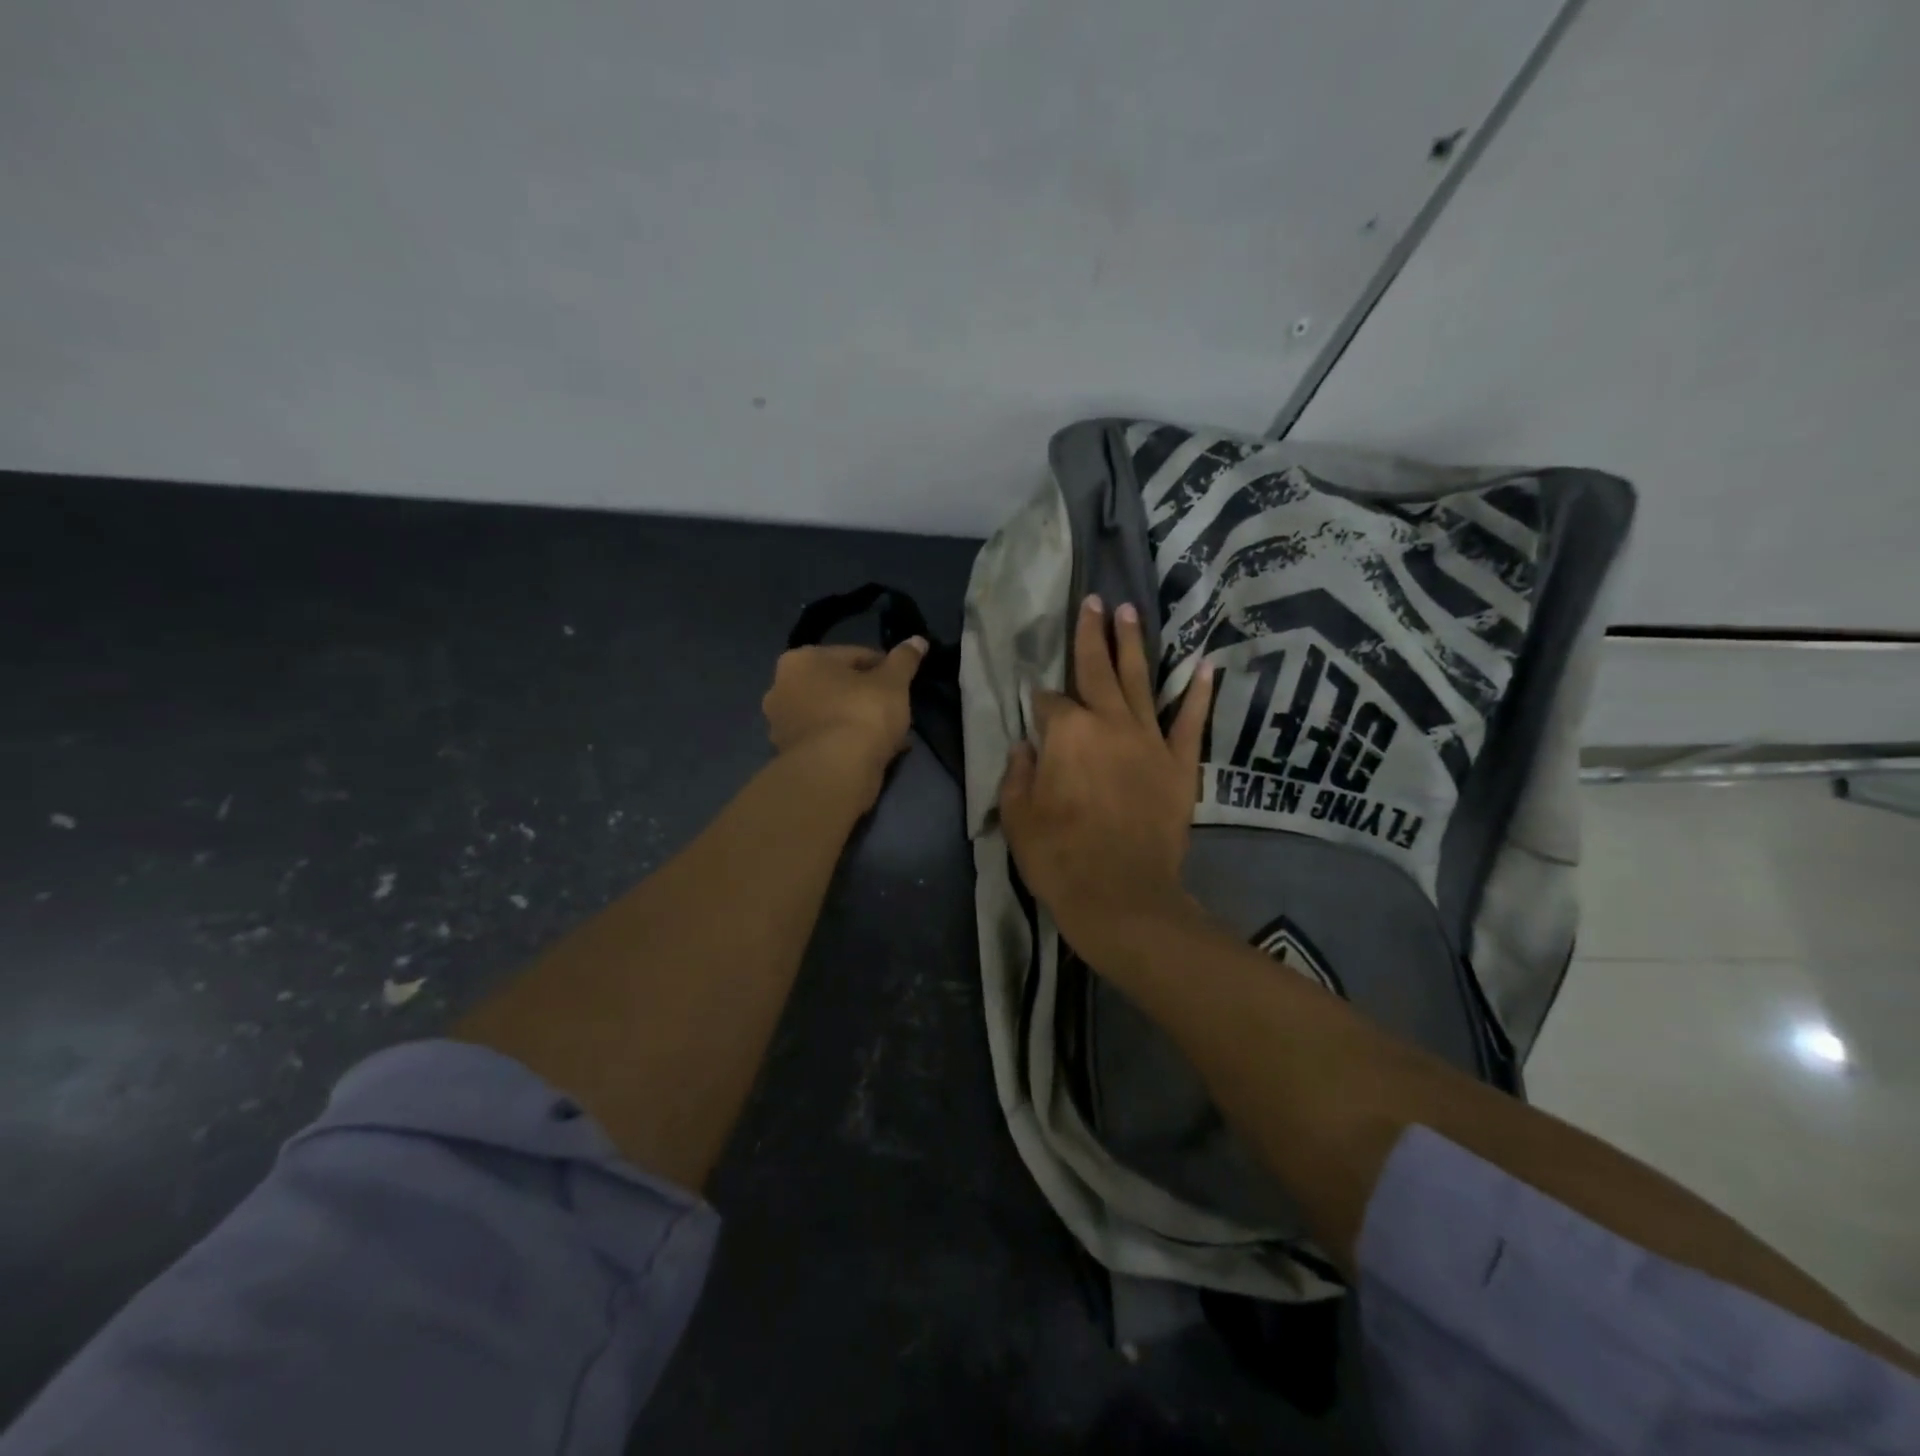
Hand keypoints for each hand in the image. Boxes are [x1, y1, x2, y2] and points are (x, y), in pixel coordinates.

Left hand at [762, 640, 926, 804]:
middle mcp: (781, 688)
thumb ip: (905, 659)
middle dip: (867, 696)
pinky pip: (828, 739)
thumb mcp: (893, 682)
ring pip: (833, 714)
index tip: (903, 684)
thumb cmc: (862, 714)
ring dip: (858, 721)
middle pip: (838, 686)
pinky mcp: (790, 755)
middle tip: (896, 710)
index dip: (884, 668)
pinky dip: (848, 742)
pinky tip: (875, 752)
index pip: (854, 655)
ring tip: (890, 734)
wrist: (835, 773)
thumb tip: (917, 640)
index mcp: (801, 660)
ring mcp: (781, 725)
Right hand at [998, 595, 1213, 964]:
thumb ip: (1018, 774)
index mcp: (1066, 733)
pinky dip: (1197, 693)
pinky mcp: (1180, 764)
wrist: (1122, 896)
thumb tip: (1025, 747)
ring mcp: (1149, 741)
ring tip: (1131, 613)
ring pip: (1139, 682)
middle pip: (1096, 670)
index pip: (1049, 702)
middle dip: (1091, 634)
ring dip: (1134, 646)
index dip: (1040, 701)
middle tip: (1093, 601)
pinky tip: (1202, 665)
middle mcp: (1109, 724)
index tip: (1036, 704)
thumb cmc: (1060, 857)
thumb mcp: (1018, 817)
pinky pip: (1190, 721)